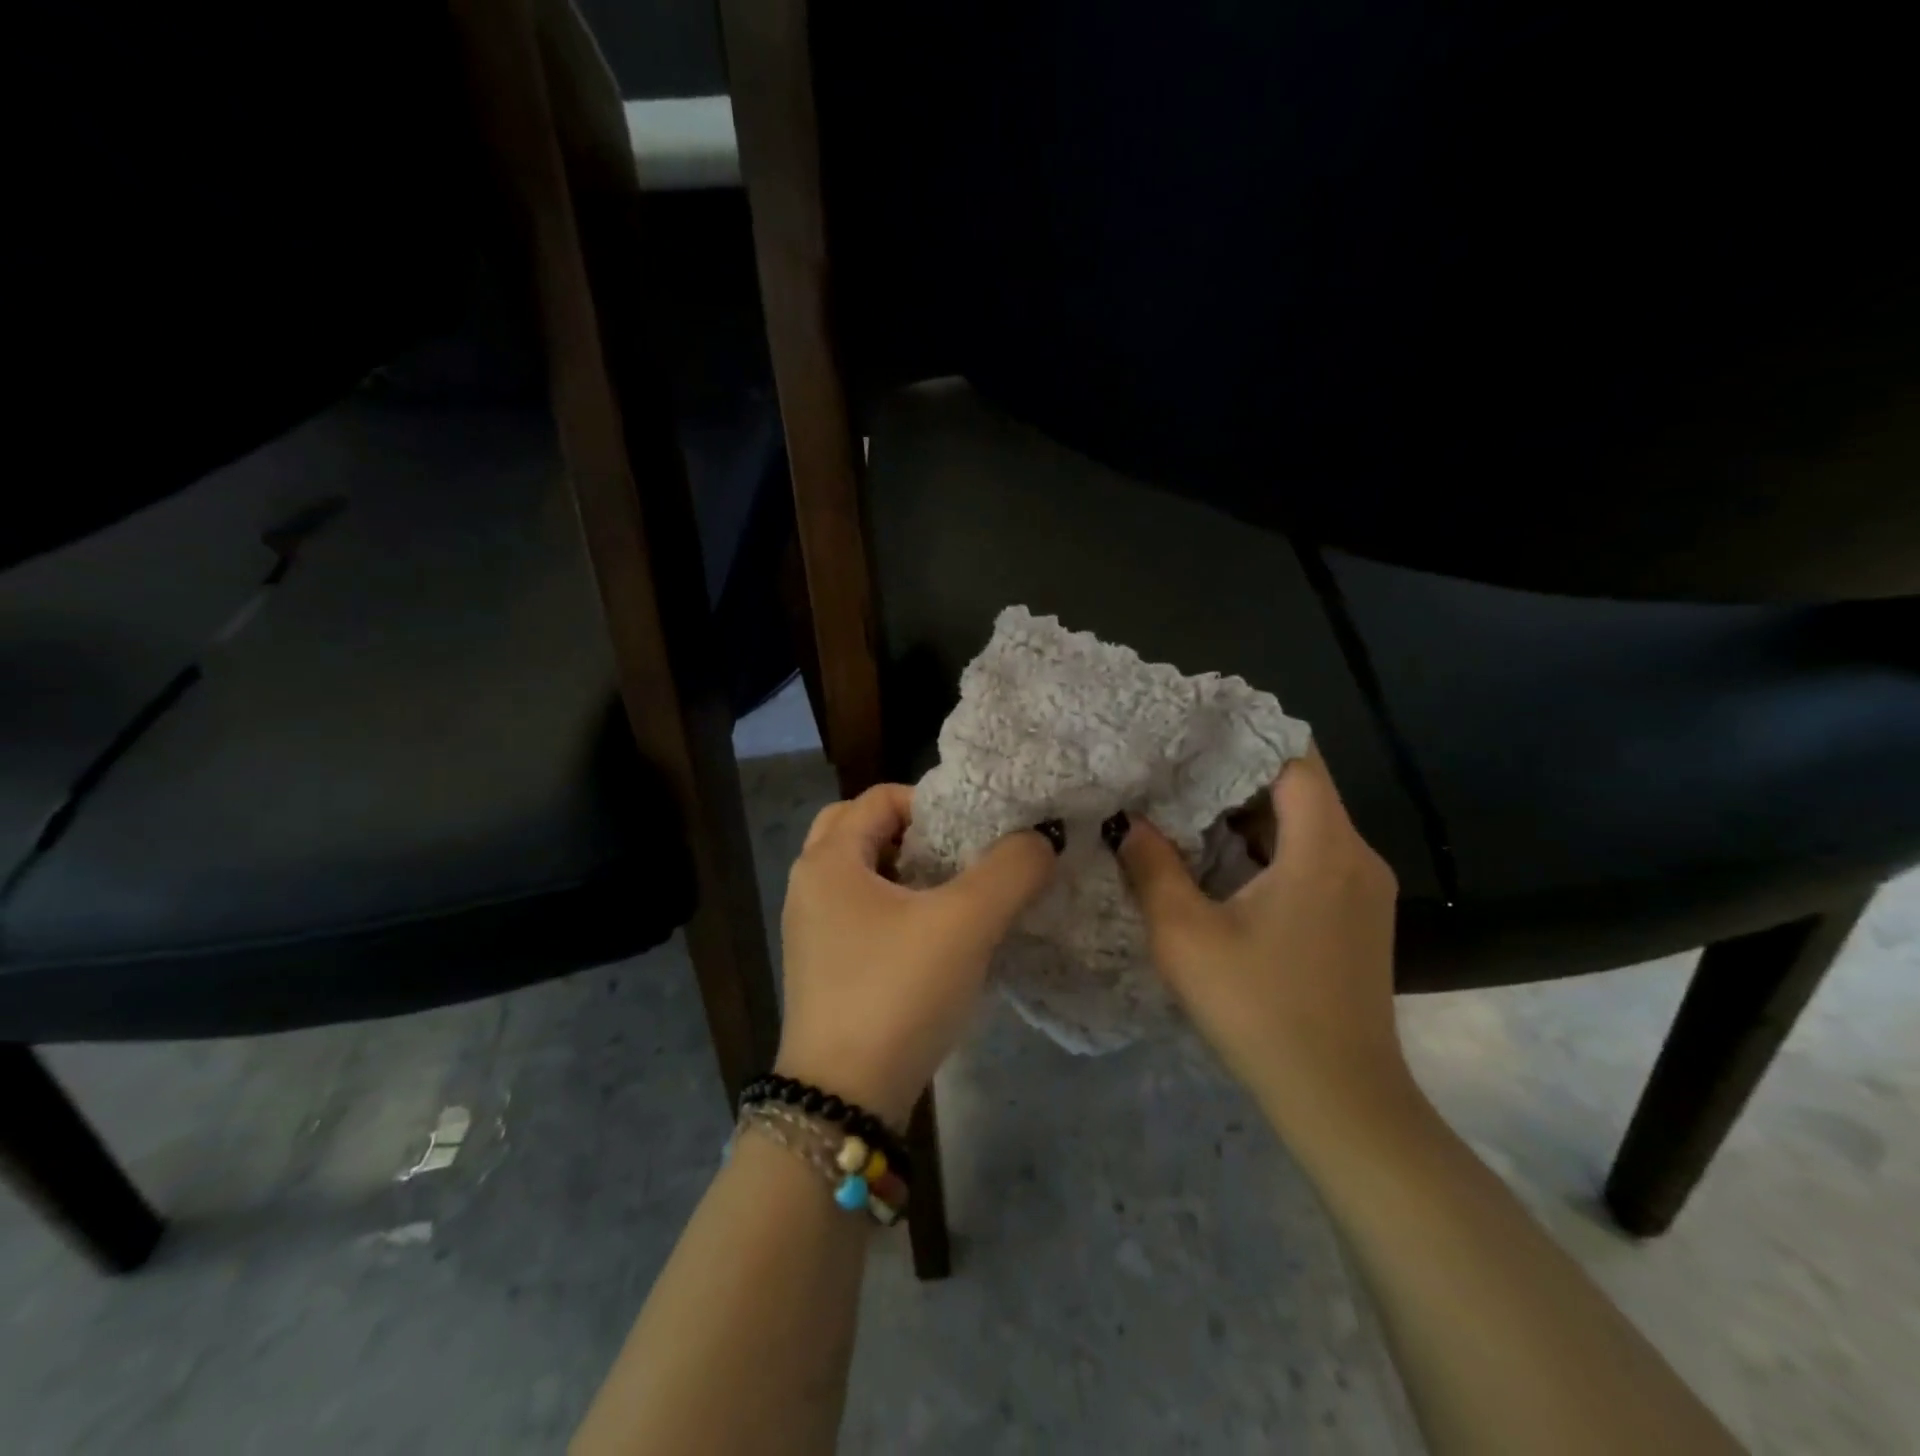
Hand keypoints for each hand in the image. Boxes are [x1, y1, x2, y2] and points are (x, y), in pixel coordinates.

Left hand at [774, 785, 1059, 1125]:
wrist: (843, 1102)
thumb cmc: (897, 992)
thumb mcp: (966, 923)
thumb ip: (1011, 870)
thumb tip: (1040, 839)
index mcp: (829, 860)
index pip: (880, 797)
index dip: (933, 803)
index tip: (975, 831)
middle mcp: (810, 886)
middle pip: (861, 830)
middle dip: (913, 833)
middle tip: (957, 854)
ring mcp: (812, 931)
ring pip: (862, 876)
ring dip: (906, 873)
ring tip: (956, 894)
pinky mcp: (824, 970)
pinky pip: (862, 916)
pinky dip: (897, 910)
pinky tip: (938, 940)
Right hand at [1113, 746, 1410, 1132]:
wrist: (1340, 1099)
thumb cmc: (1260, 1010)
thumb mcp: (1185, 936)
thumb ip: (1152, 868)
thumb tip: (1131, 823)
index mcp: (1324, 848)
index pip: (1294, 759)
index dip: (1245, 738)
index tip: (1193, 734)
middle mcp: (1356, 857)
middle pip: (1300, 788)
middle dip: (1237, 776)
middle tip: (1174, 771)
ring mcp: (1364, 889)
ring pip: (1307, 824)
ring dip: (1250, 815)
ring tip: (1187, 811)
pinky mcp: (1359, 917)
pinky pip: (1314, 857)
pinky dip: (1269, 847)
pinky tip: (1222, 865)